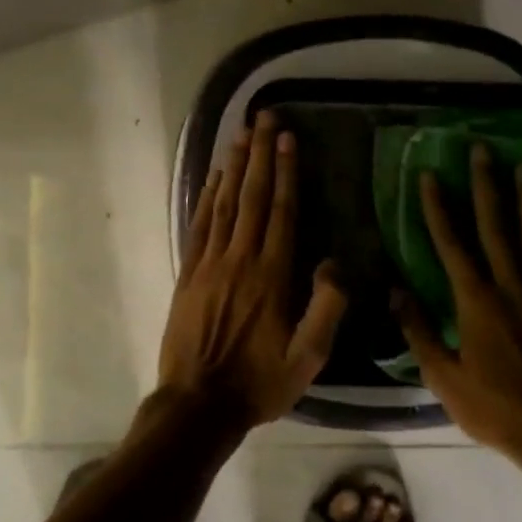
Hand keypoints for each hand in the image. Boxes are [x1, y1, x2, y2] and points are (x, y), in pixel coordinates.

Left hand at [156, 111, 346, 428]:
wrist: (198, 404)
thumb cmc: (259, 383)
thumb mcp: (308, 359)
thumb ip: (326, 309)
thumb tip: (334, 264)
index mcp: (272, 276)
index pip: (281, 211)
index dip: (285, 171)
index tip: (287, 137)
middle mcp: (240, 259)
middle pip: (251, 196)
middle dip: (259, 154)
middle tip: (264, 117)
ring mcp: (209, 264)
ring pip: (224, 204)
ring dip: (233, 166)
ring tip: (240, 133)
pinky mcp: (188, 274)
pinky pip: (199, 225)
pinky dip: (207, 197)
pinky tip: (214, 177)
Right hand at [393, 144, 521, 460]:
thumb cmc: (494, 409)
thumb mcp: (443, 377)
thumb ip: (418, 330)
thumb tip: (396, 290)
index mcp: (476, 303)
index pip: (451, 244)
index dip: (437, 208)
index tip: (429, 175)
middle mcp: (512, 289)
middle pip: (496, 228)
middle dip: (486, 186)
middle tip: (483, 150)